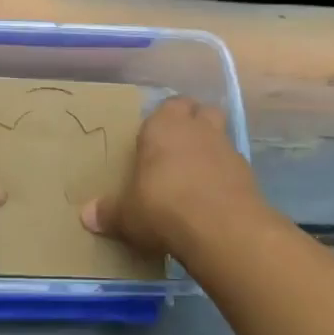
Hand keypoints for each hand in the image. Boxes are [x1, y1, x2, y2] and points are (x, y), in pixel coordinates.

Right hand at [80, 96, 265, 259]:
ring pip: (220, 135)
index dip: (162, 120)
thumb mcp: (127, 214)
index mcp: (164, 126)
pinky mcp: (248, 174)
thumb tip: (86, 216)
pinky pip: (233, 166)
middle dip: (192, 123)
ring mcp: (227, 148)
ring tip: (196, 175)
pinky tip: (214, 198)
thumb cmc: (163, 206)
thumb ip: (109, 212)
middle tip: (176, 149)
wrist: (222, 228)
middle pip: (200, 111)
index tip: (153, 139)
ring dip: (211, 149)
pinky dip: (225, 176)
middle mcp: (197, 128)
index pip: (168, 106)